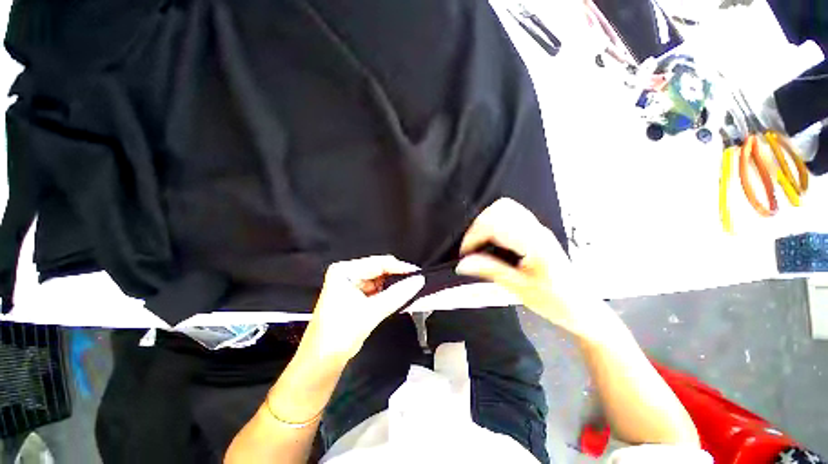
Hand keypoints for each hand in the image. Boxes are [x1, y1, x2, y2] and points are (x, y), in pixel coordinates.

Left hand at [300, 255, 424, 364]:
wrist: (321, 362)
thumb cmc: (340, 333)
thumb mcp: (371, 311)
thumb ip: (397, 294)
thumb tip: (419, 280)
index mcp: (345, 270)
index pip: (378, 263)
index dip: (400, 267)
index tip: (418, 273)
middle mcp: (347, 273)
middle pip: (379, 270)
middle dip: (398, 277)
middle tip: (418, 282)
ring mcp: (351, 284)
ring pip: (380, 280)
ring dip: (394, 286)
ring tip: (412, 288)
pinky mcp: (355, 295)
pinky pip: (376, 290)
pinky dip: (388, 293)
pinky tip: (401, 296)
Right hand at [456, 198, 590, 336]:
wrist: (582, 307)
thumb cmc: (555, 301)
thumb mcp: (520, 289)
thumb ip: (490, 271)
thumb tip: (462, 264)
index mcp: (535, 244)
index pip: (496, 224)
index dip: (474, 236)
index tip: (465, 254)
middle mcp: (537, 230)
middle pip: (500, 208)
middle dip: (478, 225)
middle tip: (472, 247)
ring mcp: (538, 228)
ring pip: (505, 208)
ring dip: (486, 222)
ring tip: (479, 243)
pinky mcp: (536, 231)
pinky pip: (511, 214)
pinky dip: (495, 222)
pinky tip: (492, 239)